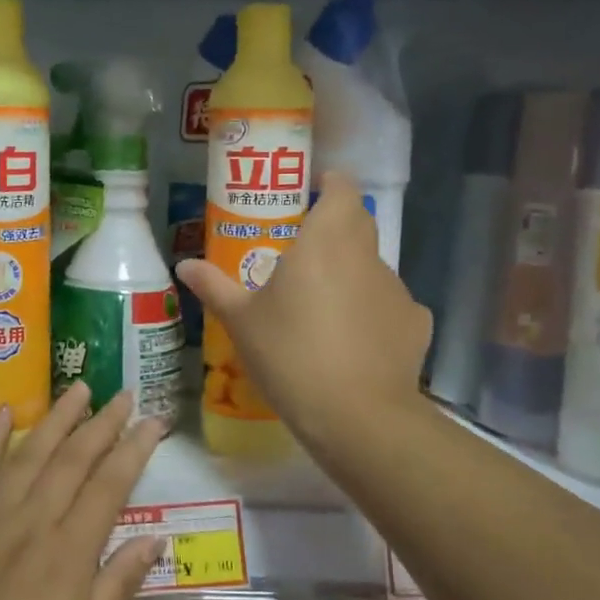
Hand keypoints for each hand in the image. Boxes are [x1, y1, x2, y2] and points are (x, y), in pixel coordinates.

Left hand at [0, 384, 163, 599]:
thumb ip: (118, 584)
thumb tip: (154, 538)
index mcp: (68, 552)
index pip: (110, 484)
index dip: (135, 448)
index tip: (154, 421)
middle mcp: (31, 522)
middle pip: (72, 458)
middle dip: (102, 422)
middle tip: (124, 394)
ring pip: (28, 454)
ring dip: (56, 418)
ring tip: (79, 389)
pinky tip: (6, 414)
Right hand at [177, 171, 433, 457]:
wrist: (357, 416)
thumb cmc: (291, 354)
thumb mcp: (241, 322)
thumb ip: (215, 287)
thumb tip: (185, 265)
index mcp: (326, 240)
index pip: (341, 187)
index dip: (328, 184)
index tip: (307, 194)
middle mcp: (366, 255)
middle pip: (357, 222)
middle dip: (333, 227)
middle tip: (300, 251)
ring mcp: (397, 289)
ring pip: (371, 267)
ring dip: (350, 274)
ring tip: (322, 308)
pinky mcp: (415, 323)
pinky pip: (389, 305)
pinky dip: (371, 312)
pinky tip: (353, 342)